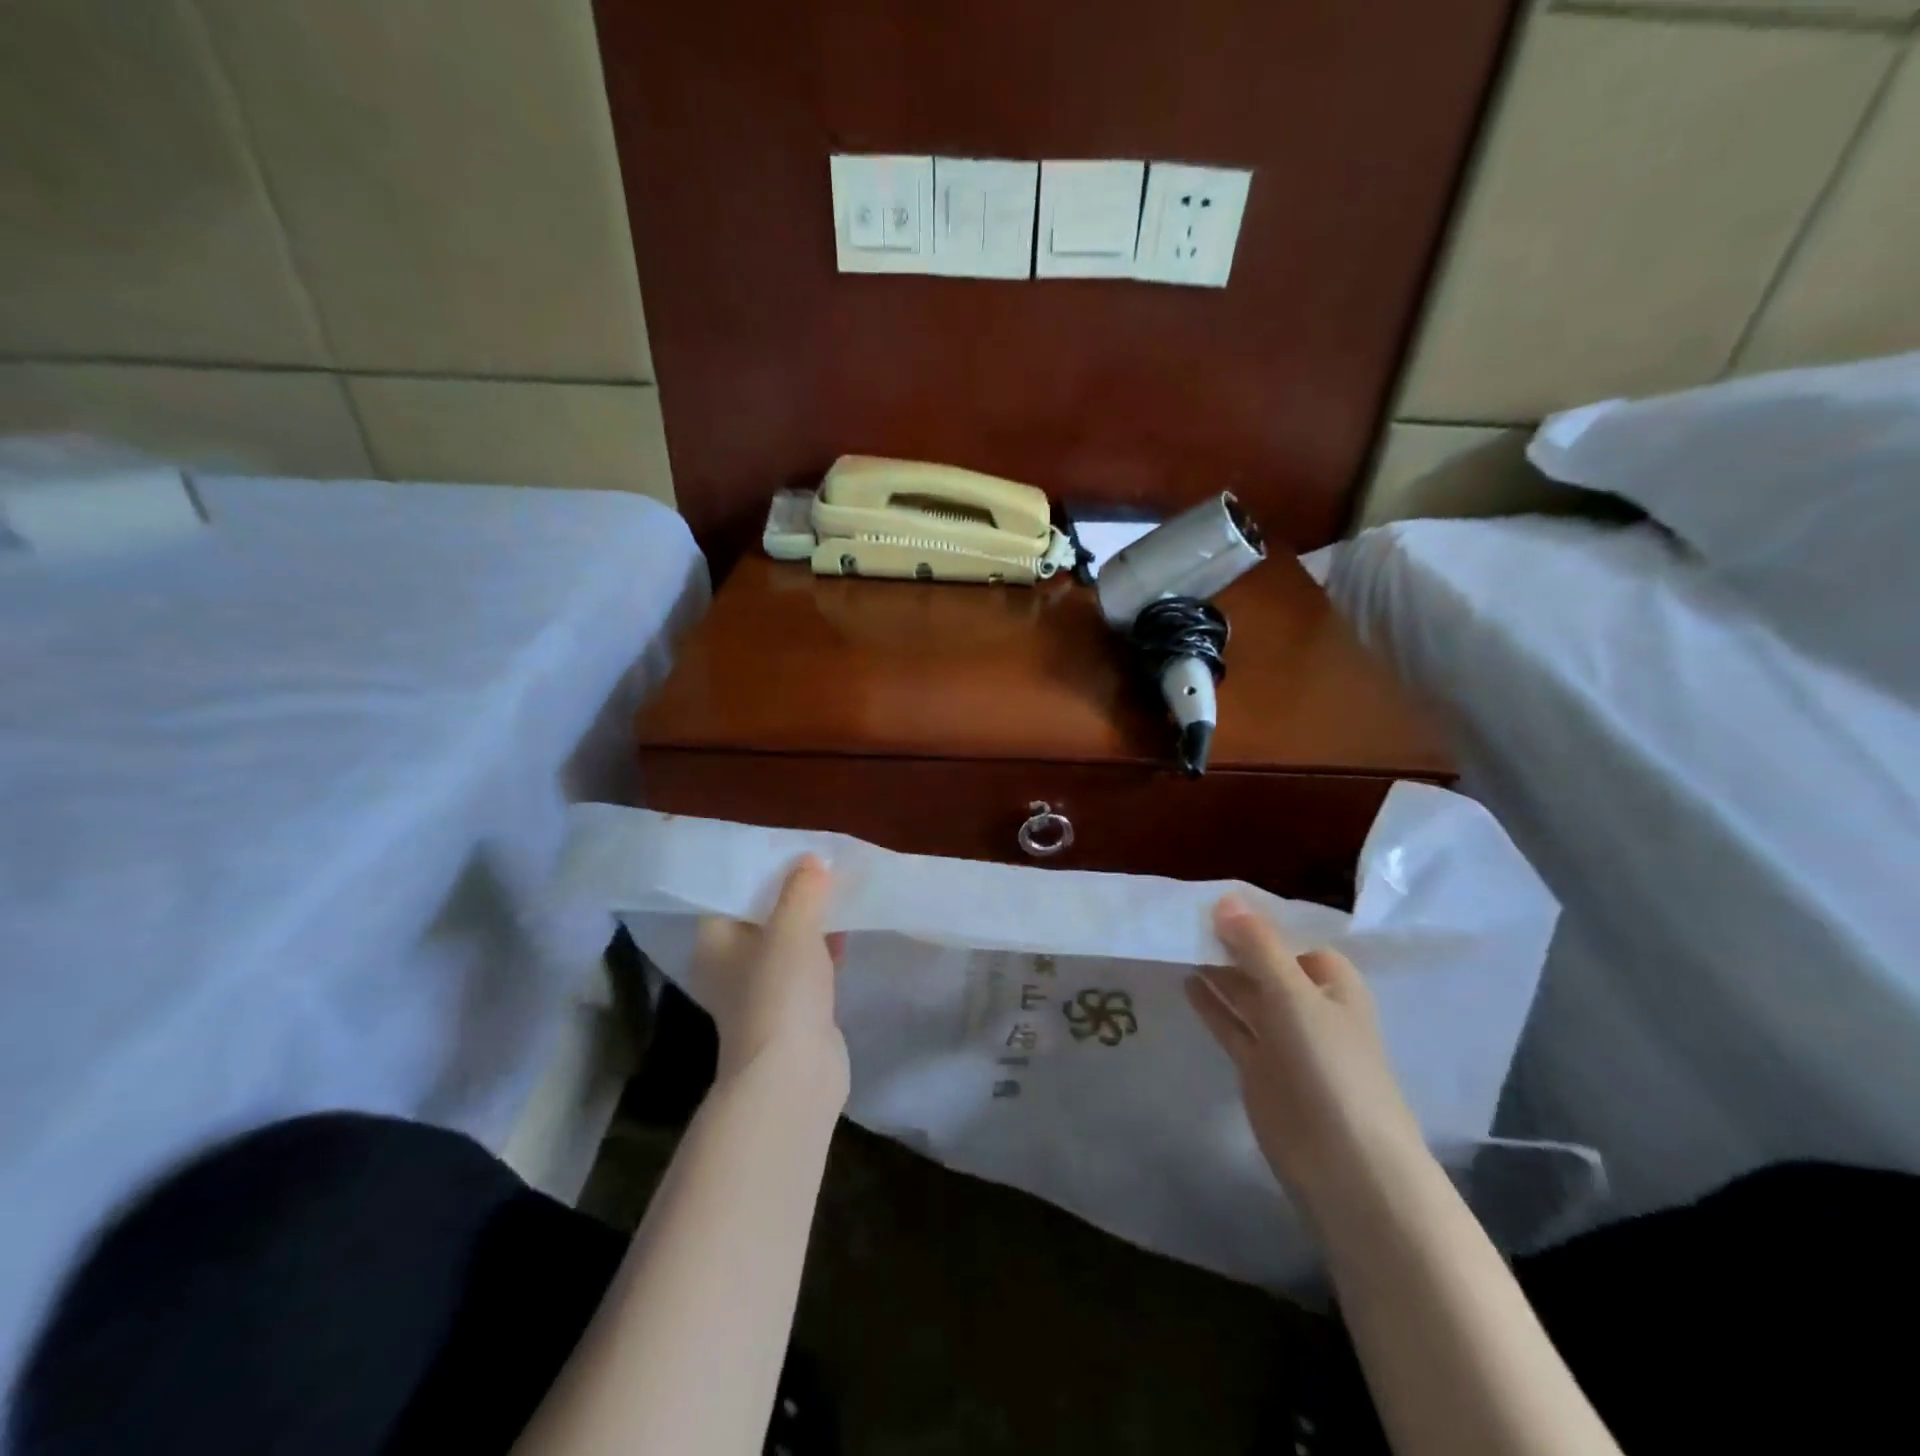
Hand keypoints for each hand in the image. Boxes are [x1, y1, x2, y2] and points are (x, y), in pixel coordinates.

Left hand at [691, 856, 848, 1097]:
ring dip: (810, 922)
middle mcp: (729, 965)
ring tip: (839, 892)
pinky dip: (821, 951)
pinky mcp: (789, 1011)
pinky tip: (846, 934)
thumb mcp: (792, 927)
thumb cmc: (780, 992)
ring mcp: (760, 991)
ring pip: (785, 942)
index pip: (731, 893)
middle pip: (760, 916)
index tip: (791, 850)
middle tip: (821, 866)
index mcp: (714, 942)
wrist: (794, 1075)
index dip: (760, 869)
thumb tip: (811, 861)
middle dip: (791, 893)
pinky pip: (804, 968)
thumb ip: (802, 889)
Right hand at [1187, 896, 1425, 1219]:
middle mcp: (1307, 1002)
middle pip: (1262, 961)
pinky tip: (1186, 981)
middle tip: (1180, 917)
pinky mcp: (1259, 1065)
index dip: (1251, 917)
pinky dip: (1211, 1004)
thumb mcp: (1294, 994)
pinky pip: (1231, 1023)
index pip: (1286, 934)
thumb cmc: (1329, 1065)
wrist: (1344, 1163)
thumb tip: (1224, 899)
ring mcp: (1283, 1036)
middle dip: (1228, 941)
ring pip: (1244, 991)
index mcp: (1329, 980)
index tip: (1206, 898)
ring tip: (1176, 942)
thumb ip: (1258, 945)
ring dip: (1216, 969)